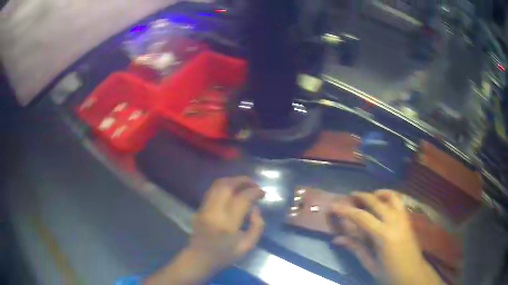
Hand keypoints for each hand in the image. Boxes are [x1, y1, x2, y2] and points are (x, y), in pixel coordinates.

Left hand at [188, 176, 265, 270]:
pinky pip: (212, 190)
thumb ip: (257, 226)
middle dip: (243, 180)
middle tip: (254, 184)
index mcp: (227, 224)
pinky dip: (224, 186)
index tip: (262, 193)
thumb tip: (255, 208)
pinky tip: (232, 190)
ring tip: (244, 184)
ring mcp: (204, 208)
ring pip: (217, 185)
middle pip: (227, 186)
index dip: (254, 192)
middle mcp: (214, 212)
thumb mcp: (247, 246)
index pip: (242, 199)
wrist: (199, 258)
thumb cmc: (225, 255)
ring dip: (232, 180)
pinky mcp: (199, 208)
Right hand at [331, 190, 442, 284]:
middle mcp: (395, 222)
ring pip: (391, 197)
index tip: (333, 206)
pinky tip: (383, 201)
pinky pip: (399, 202)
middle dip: (361, 196)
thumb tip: (337, 239)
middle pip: (376, 202)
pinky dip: (390, 196)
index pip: (361, 218)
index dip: (345, 211)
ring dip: (377, 193)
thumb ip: (356, 248)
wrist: (413, 274)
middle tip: (349, 196)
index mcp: (383, 236)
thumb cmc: (390, 274)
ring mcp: (404, 219)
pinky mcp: (408, 219)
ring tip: (368, 195)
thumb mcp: (371, 265)